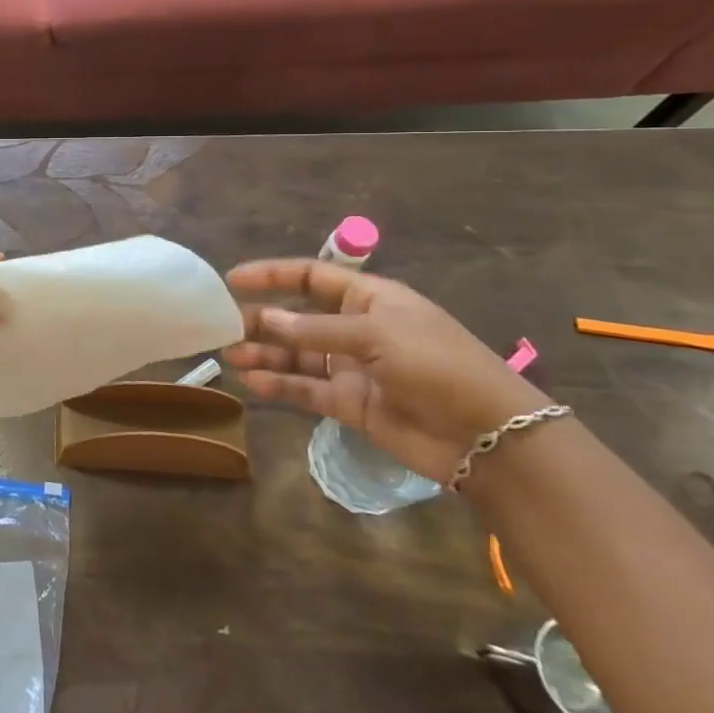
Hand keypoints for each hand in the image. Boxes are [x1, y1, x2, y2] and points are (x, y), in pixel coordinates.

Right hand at [222, 259, 546, 482]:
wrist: (489, 437)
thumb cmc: (436, 366)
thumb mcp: (375, 335)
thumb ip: (314, 330)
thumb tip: (263, 318)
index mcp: (370, 299)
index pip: (311, 277)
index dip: (272, 275)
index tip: (233, 279)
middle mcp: (357, 329)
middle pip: (297, 317)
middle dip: (261, 320)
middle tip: (224, 326)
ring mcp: (352, 367)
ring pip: (296, 354)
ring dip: (264, 353)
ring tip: (230, 356)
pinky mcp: (350, 403)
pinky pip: (305, 389)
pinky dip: (279, 384)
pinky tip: (253, 382)